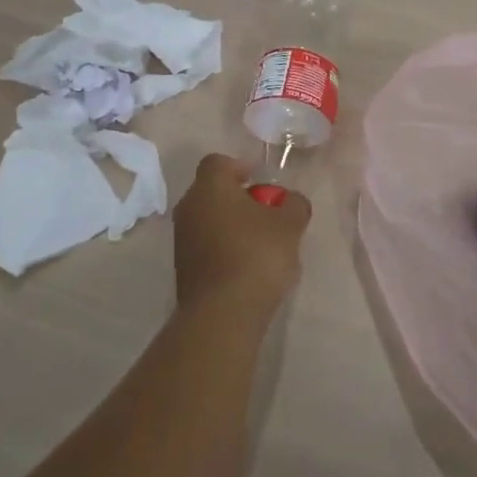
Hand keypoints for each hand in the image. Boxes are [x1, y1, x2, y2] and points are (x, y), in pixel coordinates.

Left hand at [172, 154, 310, 319]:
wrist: (223, 314)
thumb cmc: (257, 255)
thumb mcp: (290, 224)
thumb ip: (294, 204)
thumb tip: (290, 202)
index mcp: (209, 188)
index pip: (218, 162)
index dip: (241, 166)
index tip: (262, 182)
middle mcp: (189, 208)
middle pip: (214, 192)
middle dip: (241, 198)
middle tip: (269, 213)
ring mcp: (182, 240)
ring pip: (210, 220)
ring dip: (233, 225)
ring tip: (263, 243)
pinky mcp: (184, 269)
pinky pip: (206, 246)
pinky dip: (225, 248)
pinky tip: (249, 266)